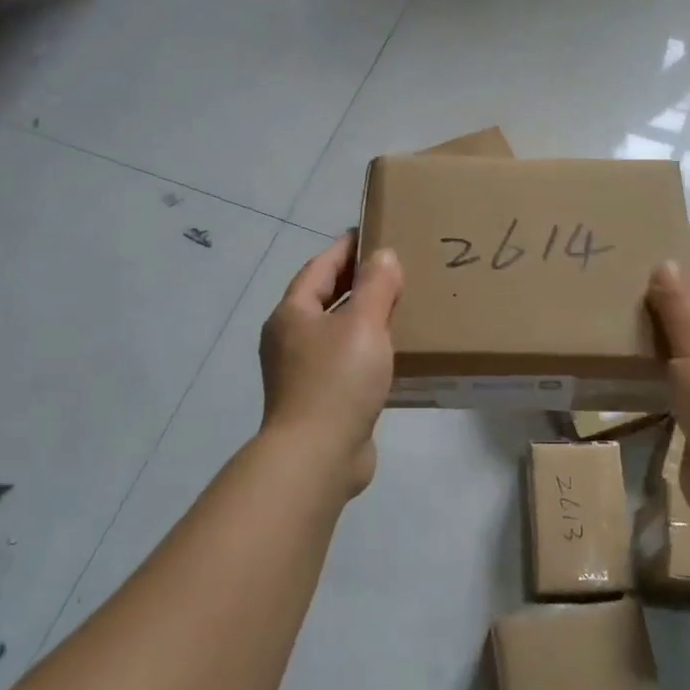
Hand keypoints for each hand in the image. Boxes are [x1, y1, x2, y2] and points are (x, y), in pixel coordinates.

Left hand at [259, 233, 402, 496]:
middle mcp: (290, 339)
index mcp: (293, 314)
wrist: (317, 457)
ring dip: (363, 317)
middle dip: (356, 282)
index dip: (346, 248)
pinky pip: (345, 361)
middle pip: (325, 298)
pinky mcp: (319, 399)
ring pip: (336, 331)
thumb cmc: (337, 380)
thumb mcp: (363, 324)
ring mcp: (301, 371)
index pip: (320, 267)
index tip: (373, 233)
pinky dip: (366, 349)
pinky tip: (393, 353)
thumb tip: (384, 255)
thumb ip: (376, 285)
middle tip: (393, 268)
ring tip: (399, 306)